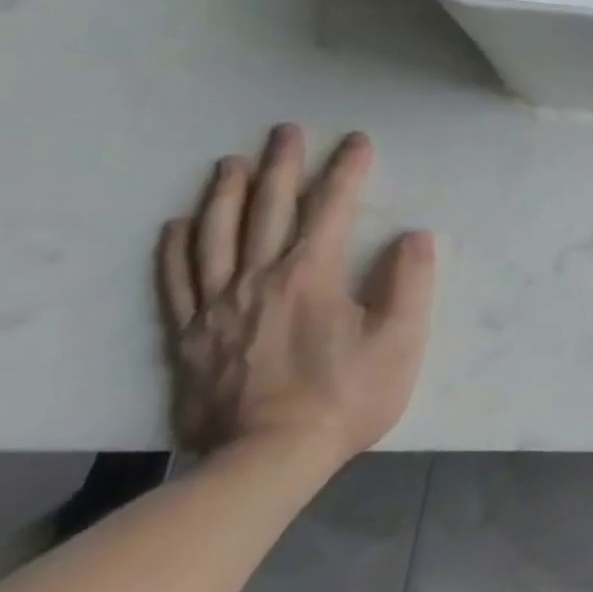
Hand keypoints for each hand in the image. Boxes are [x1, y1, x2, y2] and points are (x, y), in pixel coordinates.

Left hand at [156, 126, 434, 463]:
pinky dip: (176, 247)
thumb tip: (416, 235)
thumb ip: (411, 282)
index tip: (358, 141)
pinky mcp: (191, 336)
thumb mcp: (401, 340)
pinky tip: (178, 225)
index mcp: (311, 275)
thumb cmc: (346, 395)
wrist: (266, 460)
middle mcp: (259, 279)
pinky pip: (176, 281)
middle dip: (283, 166)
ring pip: (215, 236)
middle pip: (268, 210)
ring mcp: (217, 307)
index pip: (331, 208)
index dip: (347, 171)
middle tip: (286, 131)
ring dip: (226, 195)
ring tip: (232, 164)